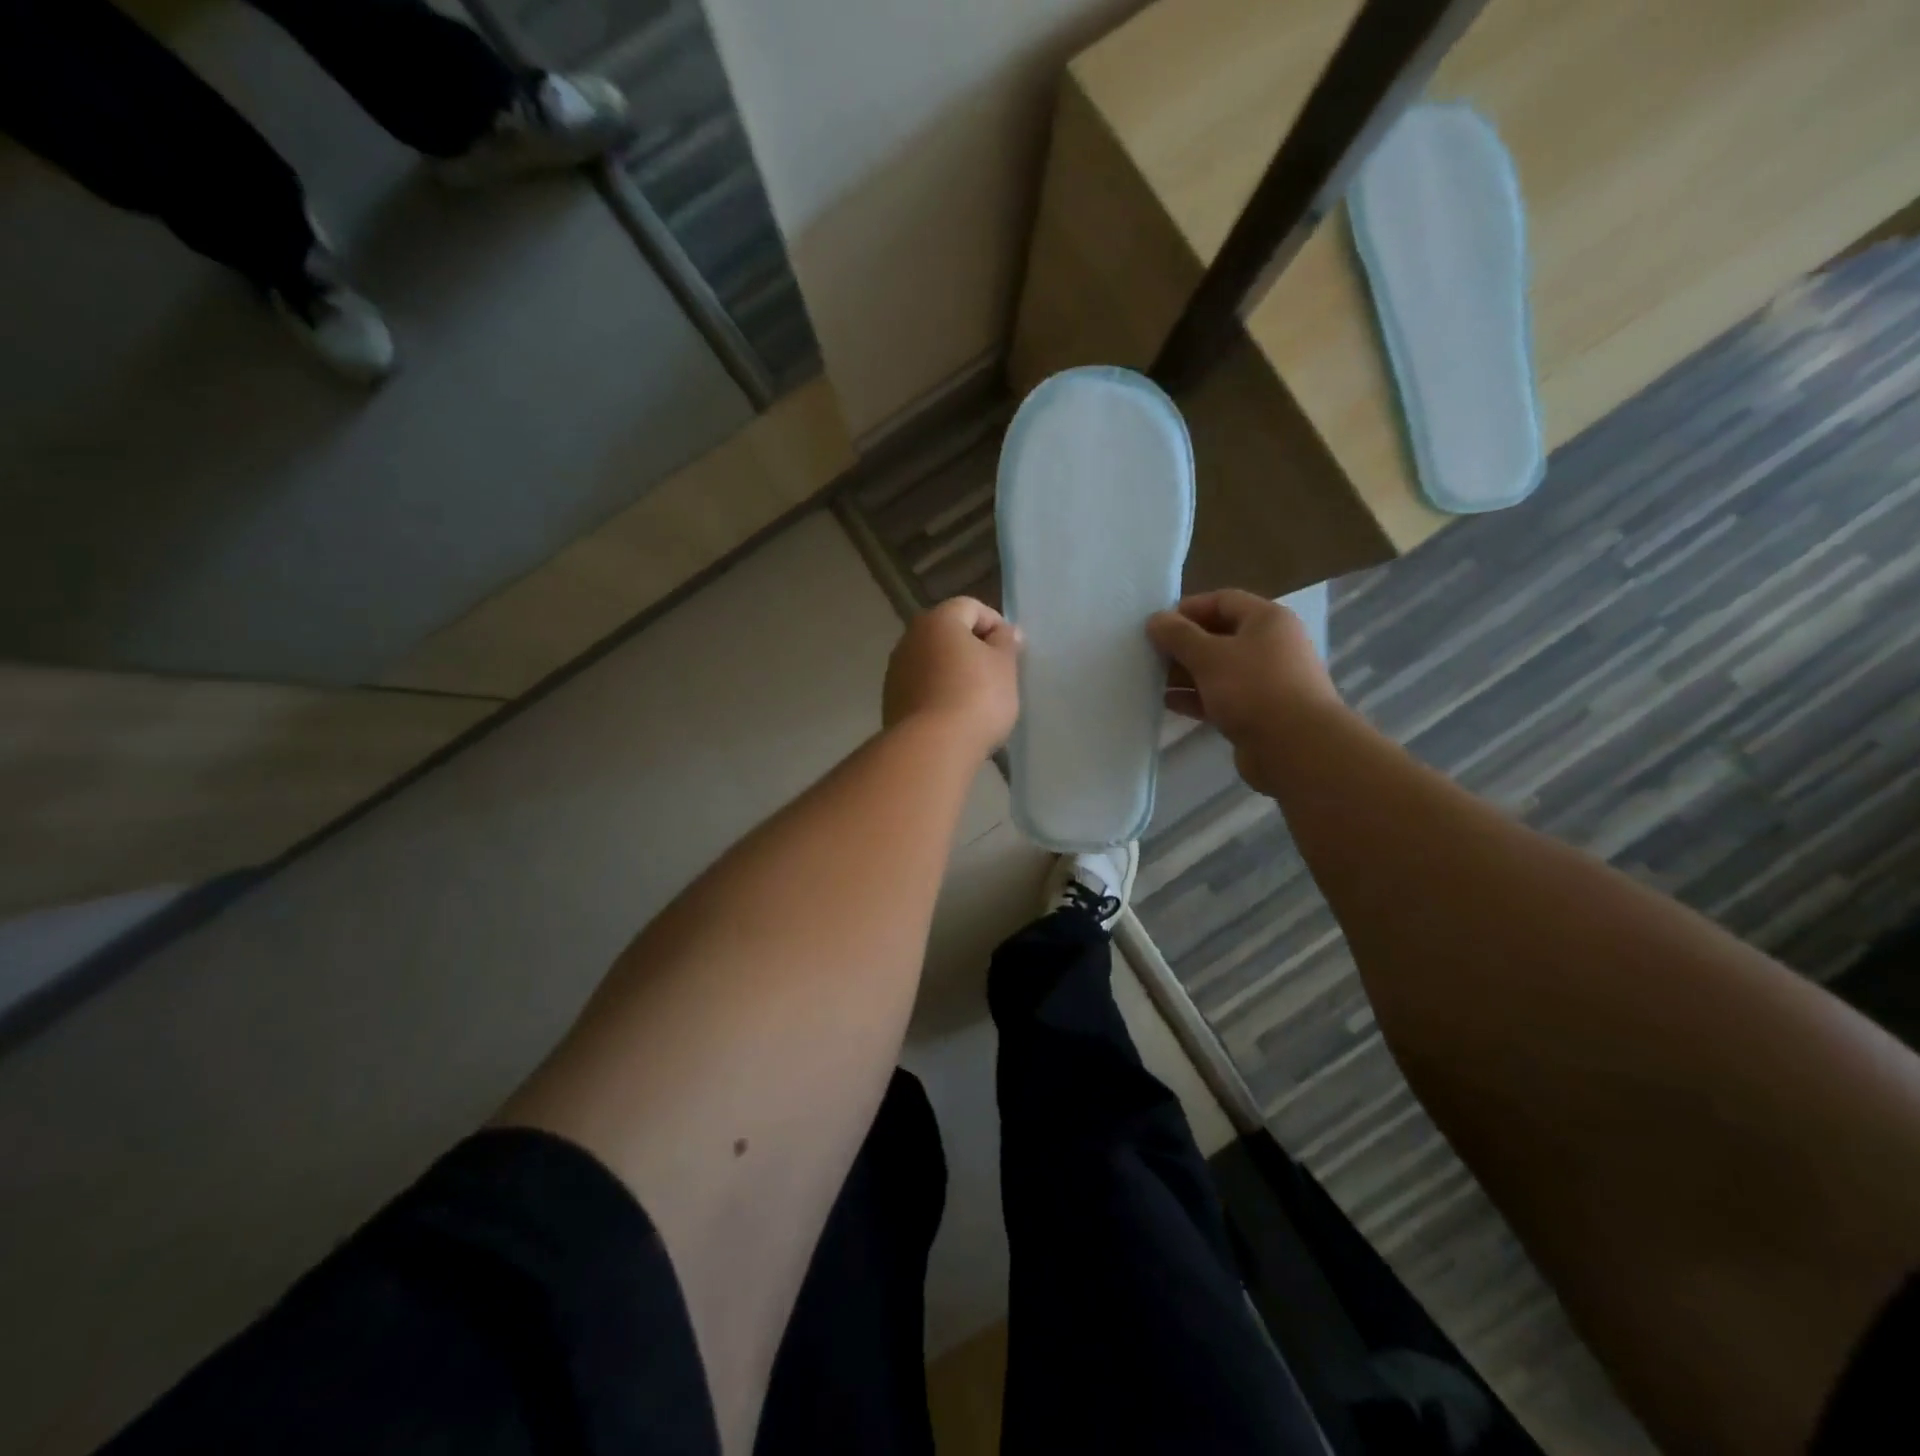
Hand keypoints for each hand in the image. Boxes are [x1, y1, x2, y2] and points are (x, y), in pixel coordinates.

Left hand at [883, 597, 1021, 756]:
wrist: (931, 747)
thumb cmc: (976, 697)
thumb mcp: (1004, 666)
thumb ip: (1006, 642)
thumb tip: (1004, 631)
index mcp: (938, 621)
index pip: (970, 606)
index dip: (995, 623)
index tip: (1011, 650)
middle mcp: (910, 638)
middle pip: (947, 633)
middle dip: (973, 648)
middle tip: (997, 673)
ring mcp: (896, 671)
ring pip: (933, 662)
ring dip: (954, 672)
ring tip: (977, 699)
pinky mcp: (891, 701)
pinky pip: (922, 687)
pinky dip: (939, 693)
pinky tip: (955, 716)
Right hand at [1146, 590, 1341, 789]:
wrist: (1296, 748)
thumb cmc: (1253, 689)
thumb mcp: (1209, 656)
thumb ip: (1178, 636)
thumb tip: (1155, 619)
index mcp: (1267, 620)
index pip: (1222, 600)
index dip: (1188, 609)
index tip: (1157, 625)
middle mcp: (1270, 645)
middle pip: (1220, 635)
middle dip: (1183, 644)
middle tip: (1149, 654)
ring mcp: (1266, 681)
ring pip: (1219, 669)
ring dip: (1186, 673)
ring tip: (1152, 679)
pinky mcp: (1258, 712)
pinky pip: (1222, 697)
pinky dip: (1196, 697)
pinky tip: (1168, 703)